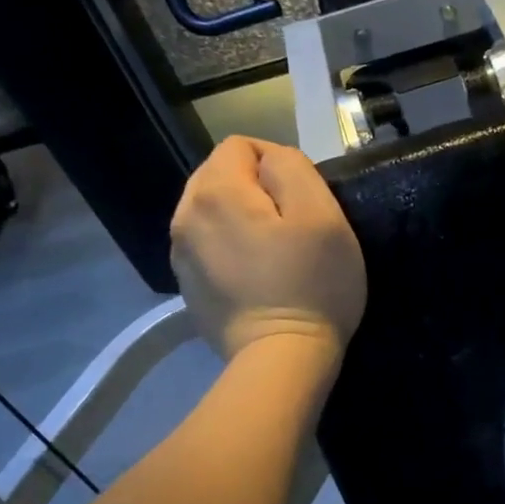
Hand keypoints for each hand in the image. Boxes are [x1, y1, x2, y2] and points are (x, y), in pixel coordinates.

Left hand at [170, 136, 366, 361]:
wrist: (282, 359)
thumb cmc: (313, 285)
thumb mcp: (323, 215)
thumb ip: (293, 169)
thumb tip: (272, 162)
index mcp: (215, 192)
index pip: (241, 145)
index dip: (278, 161)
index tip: (305, 198)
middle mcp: (185, 216)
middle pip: (220, 175)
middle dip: (256, 188)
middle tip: (293, 225)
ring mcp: (181, 254)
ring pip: (211, 211)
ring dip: (242, 218)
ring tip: (275, 251)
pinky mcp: (187, 286)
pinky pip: (208, 246)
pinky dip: (231, 248)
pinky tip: (257, 276)